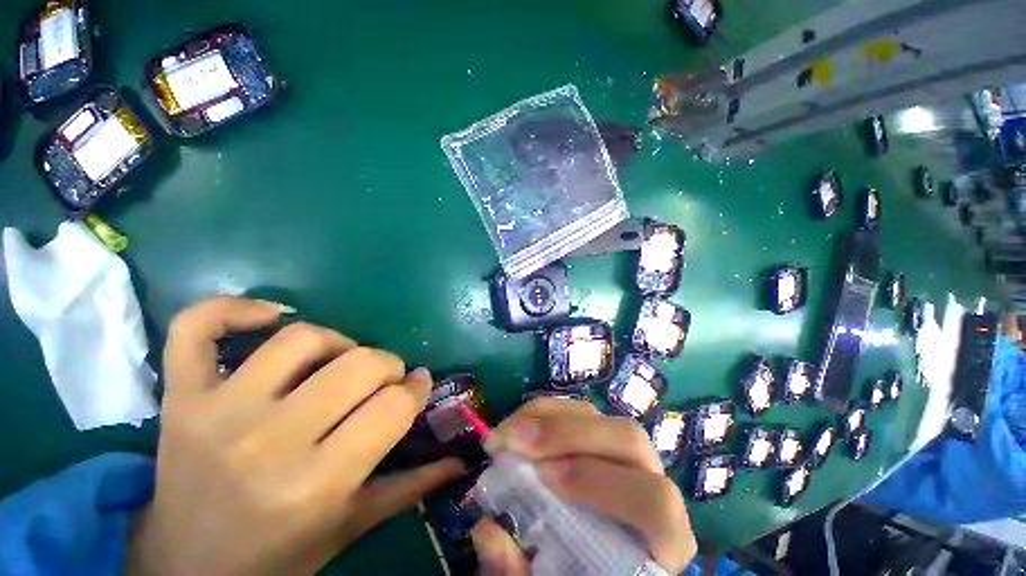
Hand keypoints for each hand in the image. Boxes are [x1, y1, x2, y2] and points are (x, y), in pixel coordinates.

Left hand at [127, 297, 464, 575]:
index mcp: (315, 484)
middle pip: (359, 364)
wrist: (186, 568)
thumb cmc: (277, 554)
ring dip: (339, 341)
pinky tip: (270, 317)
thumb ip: (410, 487)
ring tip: (340, 360)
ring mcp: (218, 411)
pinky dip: (232, 308)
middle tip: (384, 380)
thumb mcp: (350, 526)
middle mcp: (269, 441)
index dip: (415, 390)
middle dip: (388, 366)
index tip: (416, 388)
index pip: (393, 407)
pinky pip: (197, 328)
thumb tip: (460, 459)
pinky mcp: (180, 396)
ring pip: (301, 338)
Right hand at [469, 398, 696, 573]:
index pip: (655, 502)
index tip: (543, 478)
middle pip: (628, 439)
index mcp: (661, 538)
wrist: (593, 558)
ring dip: (548, 416)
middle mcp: (652, 481)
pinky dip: (545, 411)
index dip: (598, 483)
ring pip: (600, 415)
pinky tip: (520, 424)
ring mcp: (625, 451)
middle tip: (514, 442)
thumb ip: (520, 571)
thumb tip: (488, 532)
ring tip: (508, 432)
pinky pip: (577, 410)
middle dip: (566, 434)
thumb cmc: (578, 572)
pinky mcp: (600, 434)